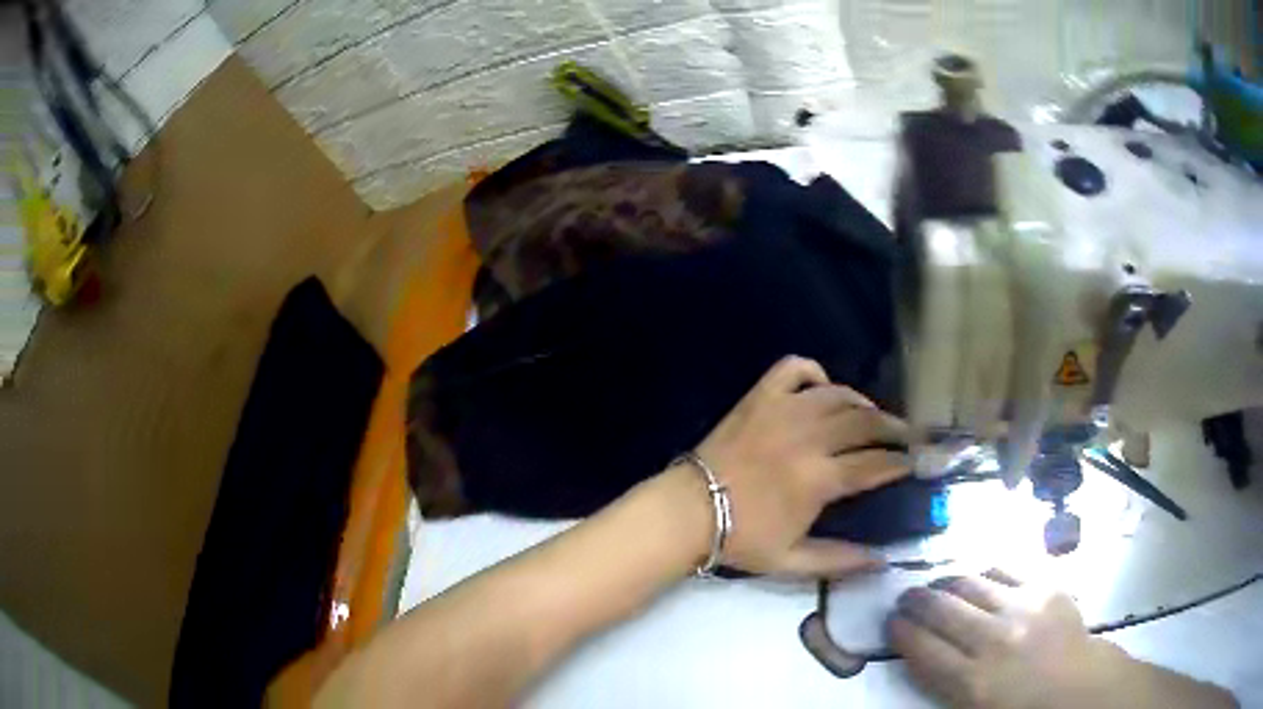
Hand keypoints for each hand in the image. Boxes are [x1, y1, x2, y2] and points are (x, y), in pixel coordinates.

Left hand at [691, 356, 909, 577]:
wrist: (688, 511)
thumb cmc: (741, 538)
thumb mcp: (791, 561)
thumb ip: (840, 560)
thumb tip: (883, 560)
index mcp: (818, 480)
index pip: (875, 464)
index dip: (901, 462)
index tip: (915, 462)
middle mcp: (808, 438)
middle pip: (866, 422)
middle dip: (895, 428)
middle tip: (907, 436)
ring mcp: (783, 411)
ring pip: (838, 394)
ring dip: (862, 402)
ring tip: (872, 416)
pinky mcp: (759, 397)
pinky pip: (794, 368)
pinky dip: (814, 372)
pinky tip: (822, 389)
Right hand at [889, 572, 1238, 708]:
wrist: (1081, 689)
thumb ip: (946, 687)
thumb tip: (924, 657)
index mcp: (972, 683)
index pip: (923, 650)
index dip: (901, 634)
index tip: (890, 624)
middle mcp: (993, 641)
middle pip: (943, 611)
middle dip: (917, 602)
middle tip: (905, 598)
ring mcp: (1023, 608)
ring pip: (971, 584)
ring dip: (947, 581)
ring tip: (936, 583)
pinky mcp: (1047, 587)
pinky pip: (1007, 568)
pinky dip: (985, 569)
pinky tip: (978, 574)